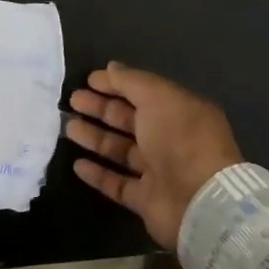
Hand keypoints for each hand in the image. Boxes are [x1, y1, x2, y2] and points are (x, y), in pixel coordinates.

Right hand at [64, 61, 242, 247]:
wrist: (199, 200)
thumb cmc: (180, 139)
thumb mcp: (158, 98)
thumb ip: (131, 82)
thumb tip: (110, 68)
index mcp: (179, 112)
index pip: (143, 93)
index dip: (116, 85)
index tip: (88, 80)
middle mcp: (170, 140)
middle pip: (129, 120)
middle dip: (101, 109)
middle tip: (73, 101)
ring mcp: (158, 171)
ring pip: (120, 150)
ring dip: (95, 138)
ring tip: (69, 128)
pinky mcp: (146, 200)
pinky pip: (117, 184)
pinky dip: (98, 173)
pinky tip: (77, 164)